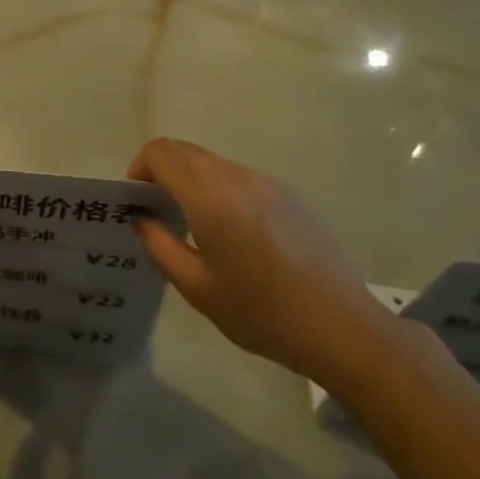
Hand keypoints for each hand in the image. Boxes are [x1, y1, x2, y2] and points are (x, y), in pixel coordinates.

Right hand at [128, 137, 402, 385]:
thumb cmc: (260, 311)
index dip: (140, 168)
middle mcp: (236, 177)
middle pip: (185, 151)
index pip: (161, 151)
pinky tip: (235, 237)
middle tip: (159, 214)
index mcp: (209, 195)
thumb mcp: (196, 287)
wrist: (341, 327)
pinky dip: (220, 191)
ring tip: (196, 228)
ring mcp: (266, 183)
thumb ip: (159, 245)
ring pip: (213, 163)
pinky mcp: (288, 195)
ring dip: (192, 182)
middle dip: (162, 172)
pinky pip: (240, 179)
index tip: (138, 202)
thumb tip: (141, 217)